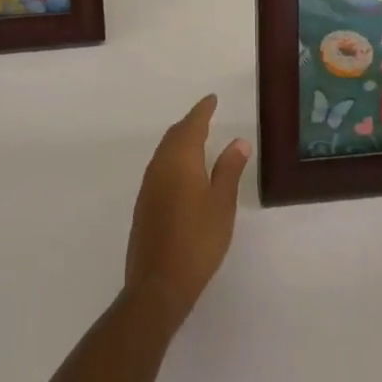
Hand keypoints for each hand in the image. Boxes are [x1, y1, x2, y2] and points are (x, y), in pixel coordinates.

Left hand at [125, 96, 250, 326]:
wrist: (158, 283)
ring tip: (197, 140)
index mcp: (179, 160)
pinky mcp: (144, 205)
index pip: (192, 125)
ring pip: (164, 152)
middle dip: (190, 123)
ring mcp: (148, 186)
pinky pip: (160, 168)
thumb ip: (229, 170)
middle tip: (206, 116)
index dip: (203, 110)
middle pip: (174, 136)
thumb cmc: (198, 240)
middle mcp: (159, 166)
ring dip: (180, 141)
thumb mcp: (222, 203)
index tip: (212, 99)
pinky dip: (173, 159)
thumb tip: (238, 141)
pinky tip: (183, 172)